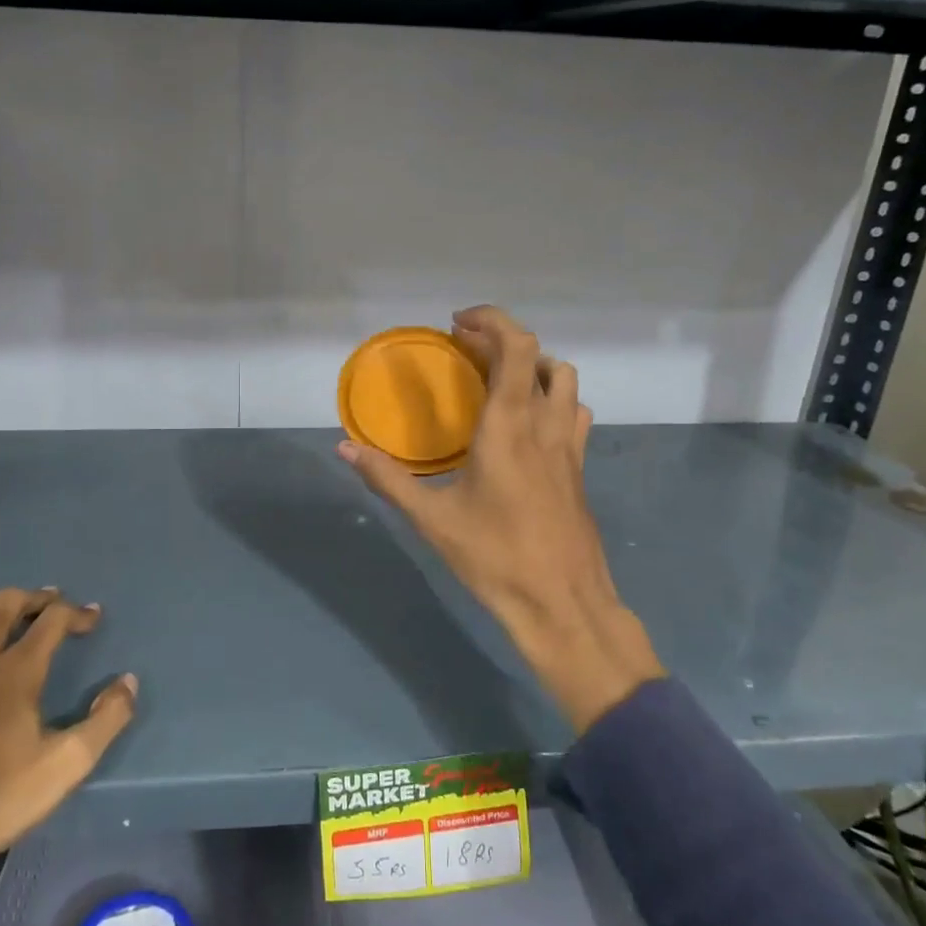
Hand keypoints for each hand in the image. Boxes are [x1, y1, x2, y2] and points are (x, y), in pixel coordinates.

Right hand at [339, 305, 663, 732]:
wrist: (563, 604)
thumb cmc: (495, 558)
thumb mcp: (432, 519)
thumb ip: (387, 478)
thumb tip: (344, 449)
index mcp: (509, 425)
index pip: (515, 346)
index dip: (491, 321)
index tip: (456, 324)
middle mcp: (545, 424)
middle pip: (540, 355)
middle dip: (502, 341)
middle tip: (466, 352)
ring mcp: (570, 446)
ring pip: (565, 381)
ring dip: (533, 366)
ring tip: (497, 382)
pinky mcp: (580, 468)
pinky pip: (574, 413)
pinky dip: (552, 399)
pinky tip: (527, 425)